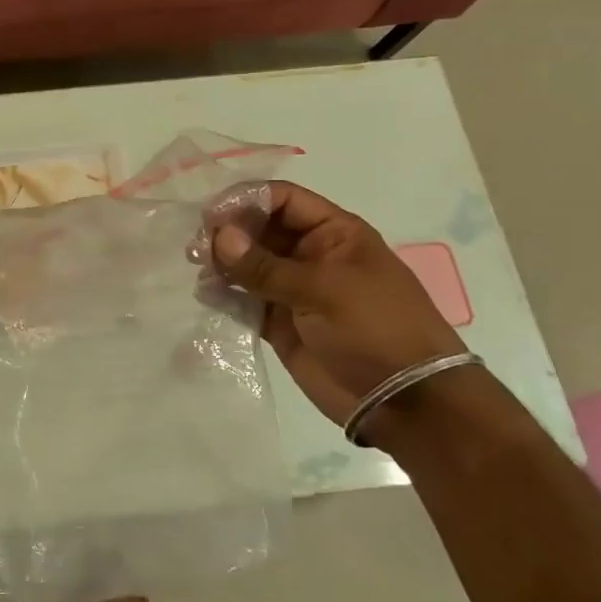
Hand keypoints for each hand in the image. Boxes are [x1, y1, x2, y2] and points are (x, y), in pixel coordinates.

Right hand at [210, 183, 463, 424]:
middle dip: (227, 232)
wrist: (403, 402)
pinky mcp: (277, 322)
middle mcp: (309, 254)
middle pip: (258, 228)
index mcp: (332, 233)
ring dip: (221, 262)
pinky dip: (223, 294)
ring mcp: (292, 289)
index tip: (212, 216)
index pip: (282, 199)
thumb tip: (217, 236)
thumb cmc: (375, 329)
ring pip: (246, 263)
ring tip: (198, 269)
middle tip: (197, 247)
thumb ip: (265, 265)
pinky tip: (205, 294)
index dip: (246, 201)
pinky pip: (243, 299)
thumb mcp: (323, 290)